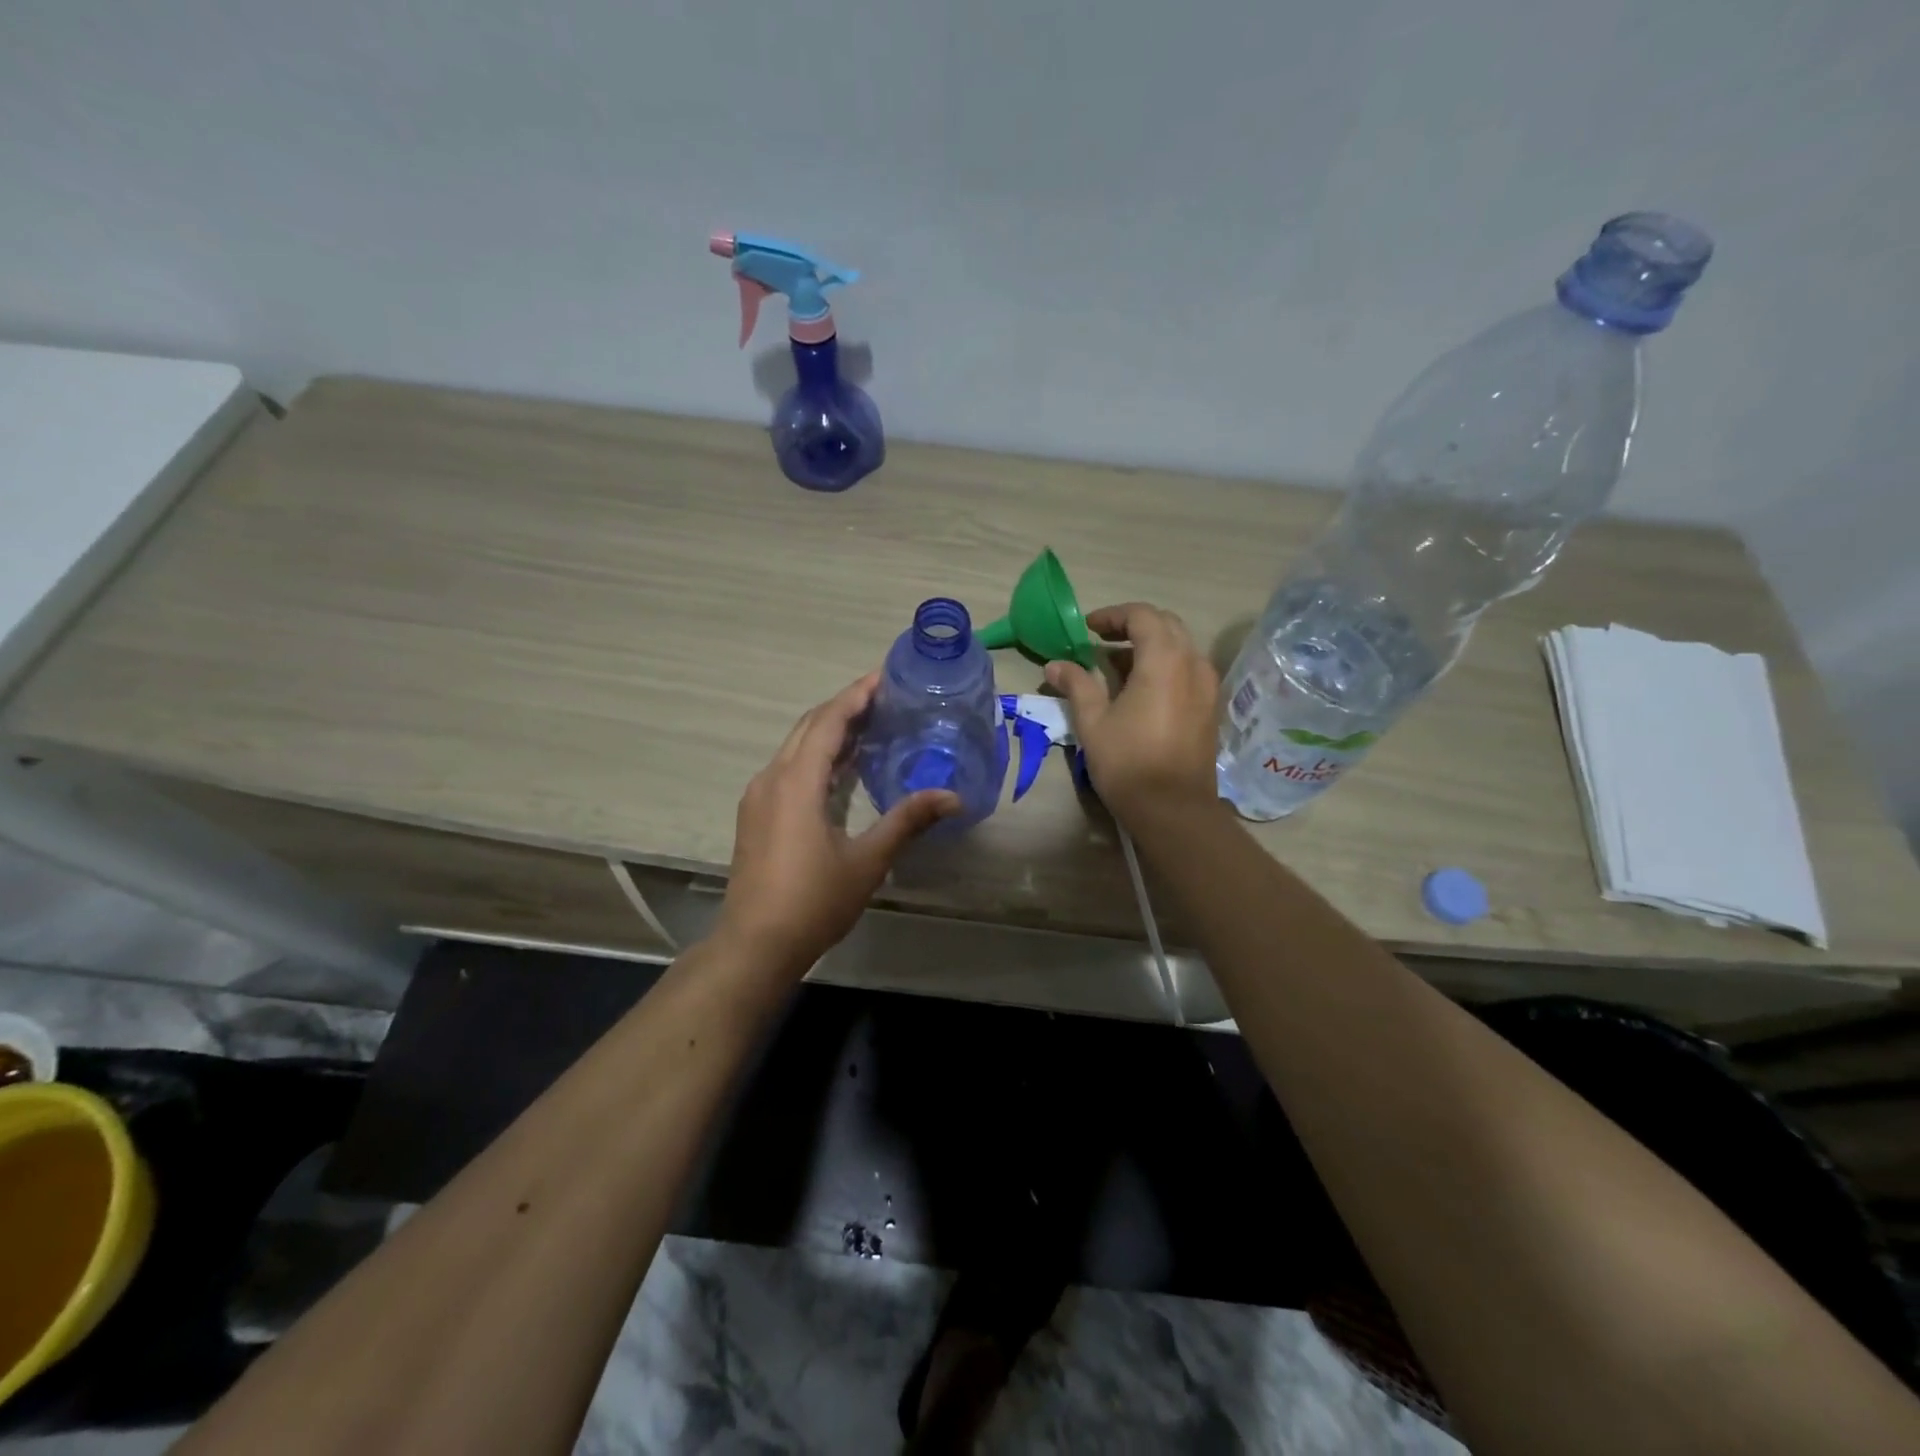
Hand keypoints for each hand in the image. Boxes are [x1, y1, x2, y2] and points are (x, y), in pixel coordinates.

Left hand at [717, 674, 957, 976]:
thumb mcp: (867, 861)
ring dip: (830, 731)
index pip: (828, 722)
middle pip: (809, 727)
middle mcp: (772, 779)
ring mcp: (759, 797)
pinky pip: (789, 768)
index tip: (884, 677)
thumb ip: (907, 821)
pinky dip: (817, 756)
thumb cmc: (813, 901)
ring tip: (870, 725)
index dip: (856, 695)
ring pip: (796, 747)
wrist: (755, 945)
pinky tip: (843, 768)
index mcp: (797, 782)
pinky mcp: (757, 815)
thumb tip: (953, 796)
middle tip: (884, 697)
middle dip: (845, 707)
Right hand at [1045, 602, 1220, 823]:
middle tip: (1100, 640)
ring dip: (1149, 645)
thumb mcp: (1093, 722)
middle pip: (1165, 624)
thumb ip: (1076, 685)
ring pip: (1179, 646)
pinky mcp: (1210, 706)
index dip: (1112, 616)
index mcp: (1164, 660)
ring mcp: (1207, 685)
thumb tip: (1054, 665)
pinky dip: (1163, 665)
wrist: (1174, 809)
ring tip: (1115, 665)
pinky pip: (1187, 668)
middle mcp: (1192, 663)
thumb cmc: (1128, 762)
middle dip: (1132, 625)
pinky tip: (1139, 688)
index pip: (1141, 616)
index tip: (1087, 629)